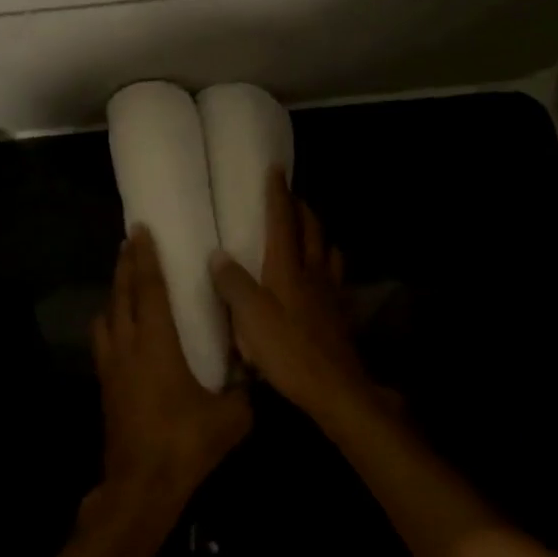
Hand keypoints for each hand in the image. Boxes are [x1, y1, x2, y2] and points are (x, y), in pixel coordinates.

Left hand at [92, 227, 251, 517]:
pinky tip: (122, 330)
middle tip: (130, 242)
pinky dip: (111, 323)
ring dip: (114, 294)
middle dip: (125, 266)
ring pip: (106, 317)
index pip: (148, 289)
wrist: (140, 487)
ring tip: (126, 283)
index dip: (145, 258)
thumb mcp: (230, 418)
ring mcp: (111, 368)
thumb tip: (255, 373)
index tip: (141, 231)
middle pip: (120, 295)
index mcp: (156, 345)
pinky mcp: (105, 387)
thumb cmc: (185, 445)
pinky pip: (104, 341)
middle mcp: (127, 347)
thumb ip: (245, 391)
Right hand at [209, 169, 386, 426]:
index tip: (275, 169)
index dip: (278, 194)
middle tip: (291, 198)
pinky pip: (335, 277)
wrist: (335, 388)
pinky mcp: (339, 314)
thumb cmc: (288, 351)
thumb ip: (233, 284)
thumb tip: (218, 254)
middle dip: (301, 209)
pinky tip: (323, 276)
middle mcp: (312, 272)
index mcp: (287, 268)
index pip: (282, 221)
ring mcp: (330, 292)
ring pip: (327, 251)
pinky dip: (328, 264)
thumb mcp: (250, 318)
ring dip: (318, 234)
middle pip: (311, 230)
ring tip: (309, 231)